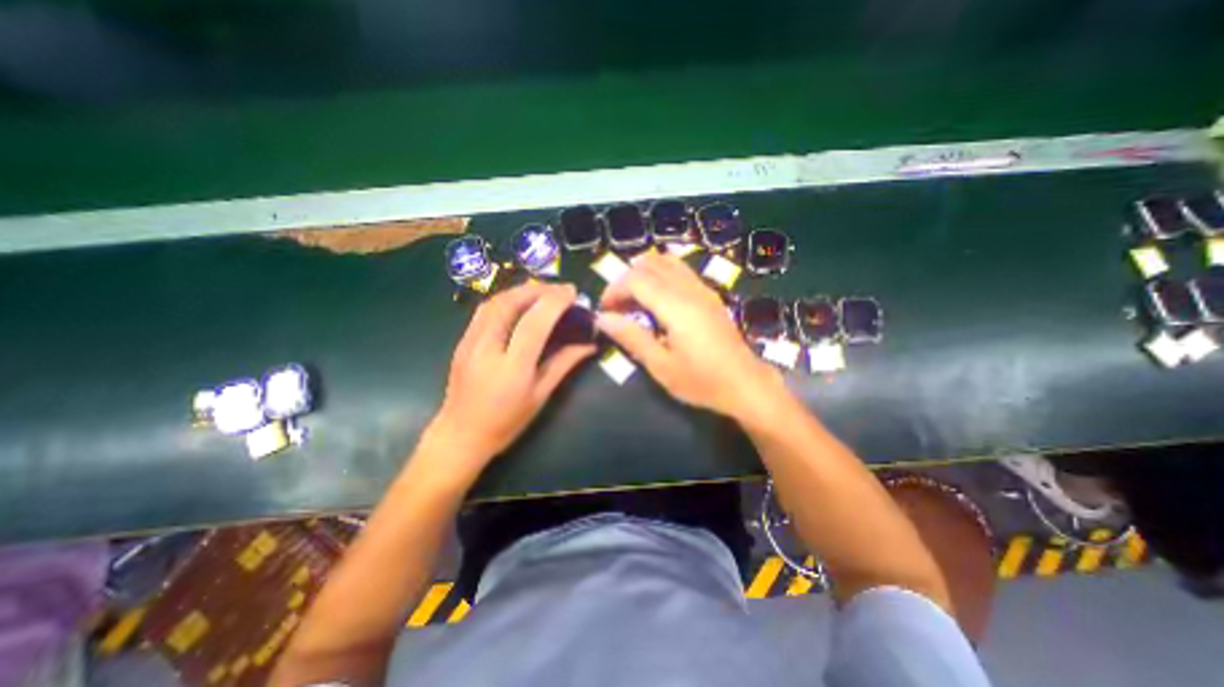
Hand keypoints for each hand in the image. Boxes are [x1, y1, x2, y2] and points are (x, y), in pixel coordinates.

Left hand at [424, 282, 594, 480]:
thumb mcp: (540, 395)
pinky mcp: (462, 340)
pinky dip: (506, 298)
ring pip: (494, 301)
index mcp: (511, 367)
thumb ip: (564, 364)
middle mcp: (487, 348)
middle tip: (560, 289)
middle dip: (538, 289)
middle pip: (510, 303)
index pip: (534, 323)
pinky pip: (485, 309)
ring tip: (543, 292)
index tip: (573, 293)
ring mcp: (469, 342)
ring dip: (521, 290)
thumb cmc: (506, 422)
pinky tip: (520, 302)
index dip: (555, 302)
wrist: (460, 435)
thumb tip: (590, 344)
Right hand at [595, 253, 784, 417]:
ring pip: (666, 261)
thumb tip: (603, 319)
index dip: (614, 290)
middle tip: (617, 306)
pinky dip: (660, 275)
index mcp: (676, 307)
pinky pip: (680, 270)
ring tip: (635, 301)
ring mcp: (703, 289)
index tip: (605, 311)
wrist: (745, 384)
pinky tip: (657, 299)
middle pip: (649, 264)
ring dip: (643, 274)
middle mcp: (689, 290)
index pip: (636, 279)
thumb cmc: (702, 381)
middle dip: (626, 280)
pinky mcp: (709, 294)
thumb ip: (631, 338)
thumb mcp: (661, 366)